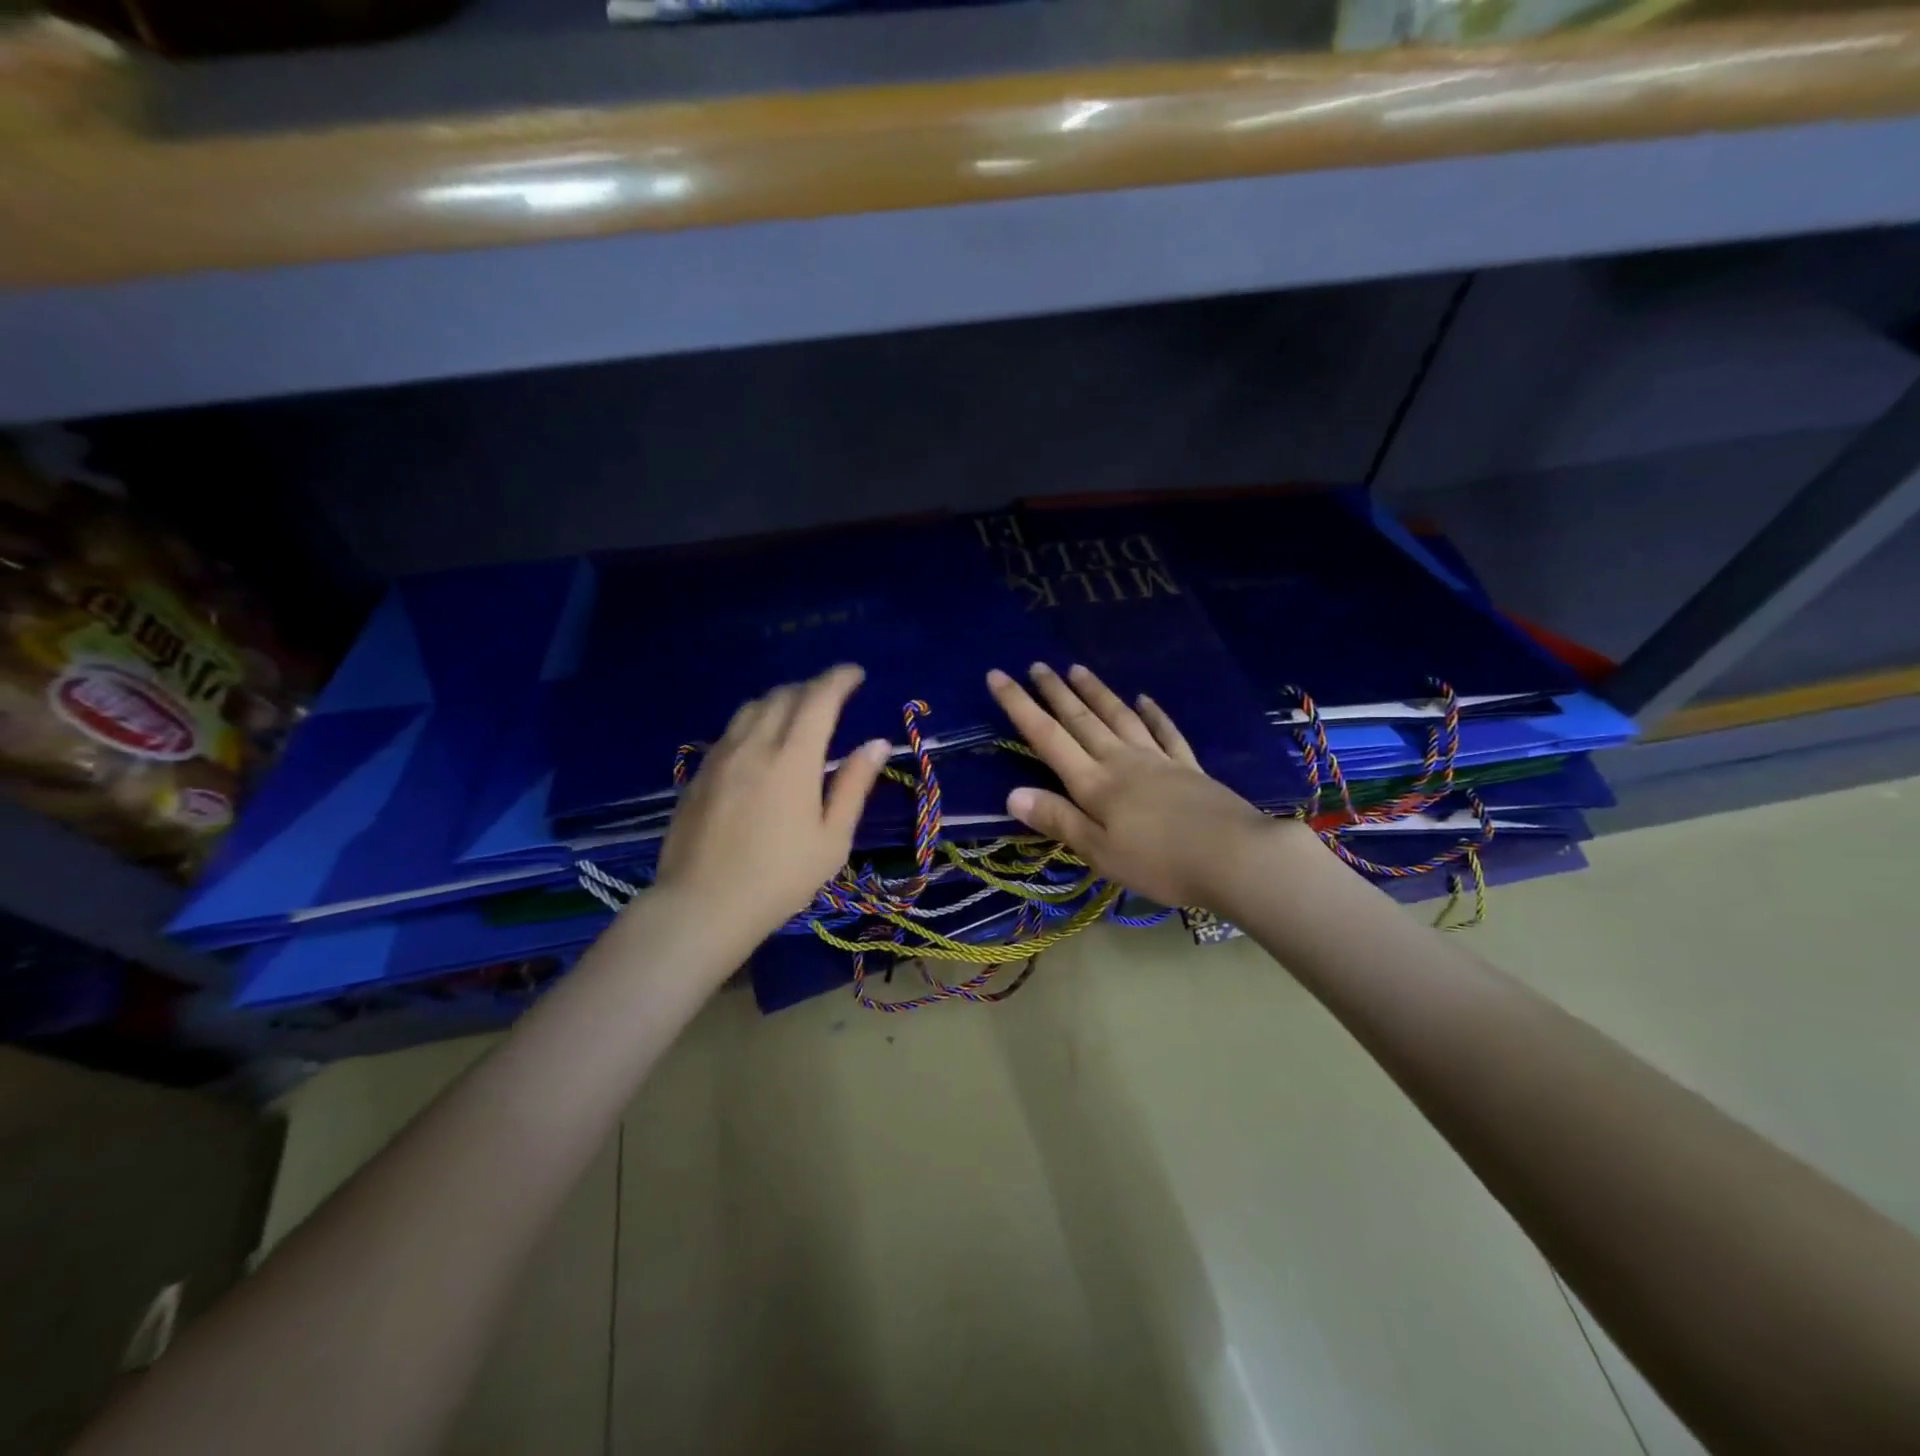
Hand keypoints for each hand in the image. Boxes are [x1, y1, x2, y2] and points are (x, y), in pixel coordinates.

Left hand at [652, 664, 889, 950]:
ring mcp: (721, 756)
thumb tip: (877, 743)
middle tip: (832, 696)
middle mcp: (754, 745)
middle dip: (812, 687)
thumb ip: (853, 786)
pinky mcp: (700, 773)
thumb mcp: (832, 839)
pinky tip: (761, 744)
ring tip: (798, 713)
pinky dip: (755, 721)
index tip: (856, 674)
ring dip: (781, 700)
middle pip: (783, 696)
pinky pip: (732, 730)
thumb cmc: (779, 878)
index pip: (818, 699)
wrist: (703, 905)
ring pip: (752, 707)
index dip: (839, 679)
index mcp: (793, 759)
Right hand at [987, 662, 1297, 908]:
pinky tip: (1144, 698)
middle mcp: (1122, 761)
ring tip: (1078, 669)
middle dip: (1055, 692)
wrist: (1236, 857)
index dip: (1020, 706)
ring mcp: (1158, 760)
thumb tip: (1012, 794)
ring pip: (1119, 717)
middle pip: (1082, 719)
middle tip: (1037, 665)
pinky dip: (1153, 713)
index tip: (998, 676)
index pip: (1048, 737)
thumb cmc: (1159, 862)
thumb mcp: (1099, 851)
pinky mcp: (1188, 767)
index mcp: (1095, 783)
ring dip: (1096, 692)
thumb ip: (1058, 820)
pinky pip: (1165, 732)